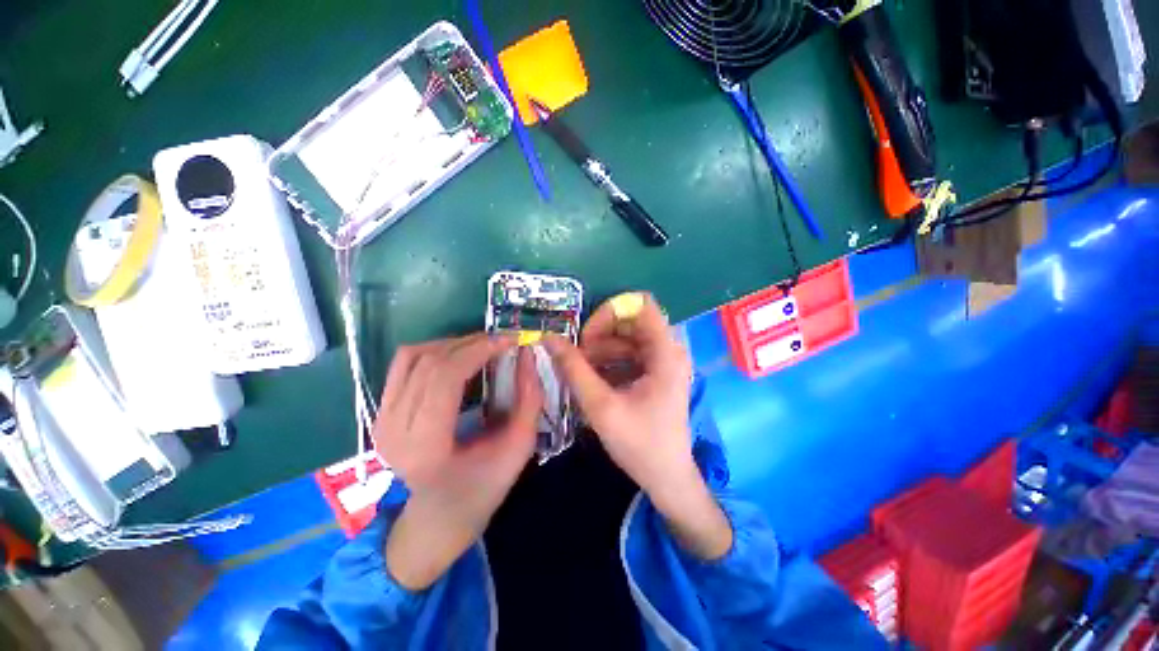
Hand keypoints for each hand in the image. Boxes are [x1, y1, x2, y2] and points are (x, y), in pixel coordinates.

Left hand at [373, 333, 542, 588]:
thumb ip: (529, 399)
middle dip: (471, 343)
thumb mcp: (518, 448)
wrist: (438, 517)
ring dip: (453, 344)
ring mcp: (381, 419)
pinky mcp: (381, 412)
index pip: (444, 378)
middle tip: (501, 342)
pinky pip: (404, 364)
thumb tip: (528, 354)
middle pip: (430, 362)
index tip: (508, 340)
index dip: (478, 350)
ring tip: (482, 348)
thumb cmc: (483, 488)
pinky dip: (434, 351)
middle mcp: (393, 429)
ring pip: (413, 356)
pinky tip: (458, 358)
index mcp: (426, 446)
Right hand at [544, 293, 731, 558]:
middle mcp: (669, 350)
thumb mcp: (601, 406)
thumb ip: (573, 369)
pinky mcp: (658, 372)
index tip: (586, 336)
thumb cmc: (640, 445)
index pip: (640, 304)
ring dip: (602, 349)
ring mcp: (665, 361)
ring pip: (628, 338)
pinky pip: (630, 353)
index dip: (610, 312)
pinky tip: (594, 379)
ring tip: (582, 371)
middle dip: (601, 334)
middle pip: (630, 321)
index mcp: (666, 352)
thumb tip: (549, 338)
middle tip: (578, 356)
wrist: (667, 478)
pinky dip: (610, 361)